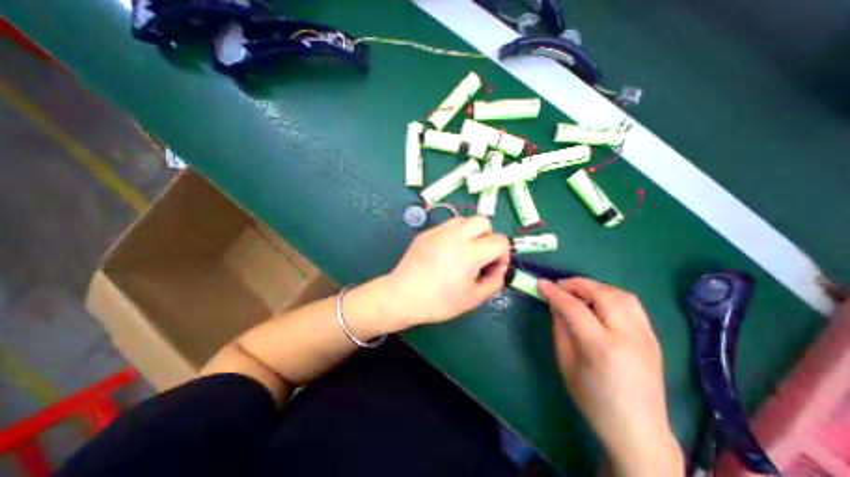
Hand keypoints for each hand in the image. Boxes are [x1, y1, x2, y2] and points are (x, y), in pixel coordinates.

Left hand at [382, 216, 506, 327]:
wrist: (402, 296)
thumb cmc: (439, 301)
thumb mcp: (473, 298)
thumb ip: (494, 282)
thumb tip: (499, 269)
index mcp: (470, 252)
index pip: (500, 241)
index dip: (503, 255)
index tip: (493, 268)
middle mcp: (456, 235)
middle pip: (484, 221)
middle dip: (488, 237)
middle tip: (480, 256)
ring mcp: (439, 231)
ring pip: (465, 220)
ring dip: (472, 233)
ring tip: (463, 252)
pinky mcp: (427, 232)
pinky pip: (448, 226)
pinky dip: (455, 234)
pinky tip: (446, 252)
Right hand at [538, 277, 680, 474]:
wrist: (638, 430)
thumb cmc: (593, 399)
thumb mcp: (566, 362)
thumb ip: (560, 327)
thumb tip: (555, 303)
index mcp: (602, 348)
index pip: (574, 308)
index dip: (554, 292)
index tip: (540, 283)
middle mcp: (628, 336)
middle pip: (602, 294)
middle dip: (576, 284)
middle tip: (559, 286)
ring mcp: (646, 336)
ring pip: (620, 294)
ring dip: (595, 287)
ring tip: (578, 292)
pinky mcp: (654, 337)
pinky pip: (632, 304)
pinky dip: (611, 295)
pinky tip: (598, 303)